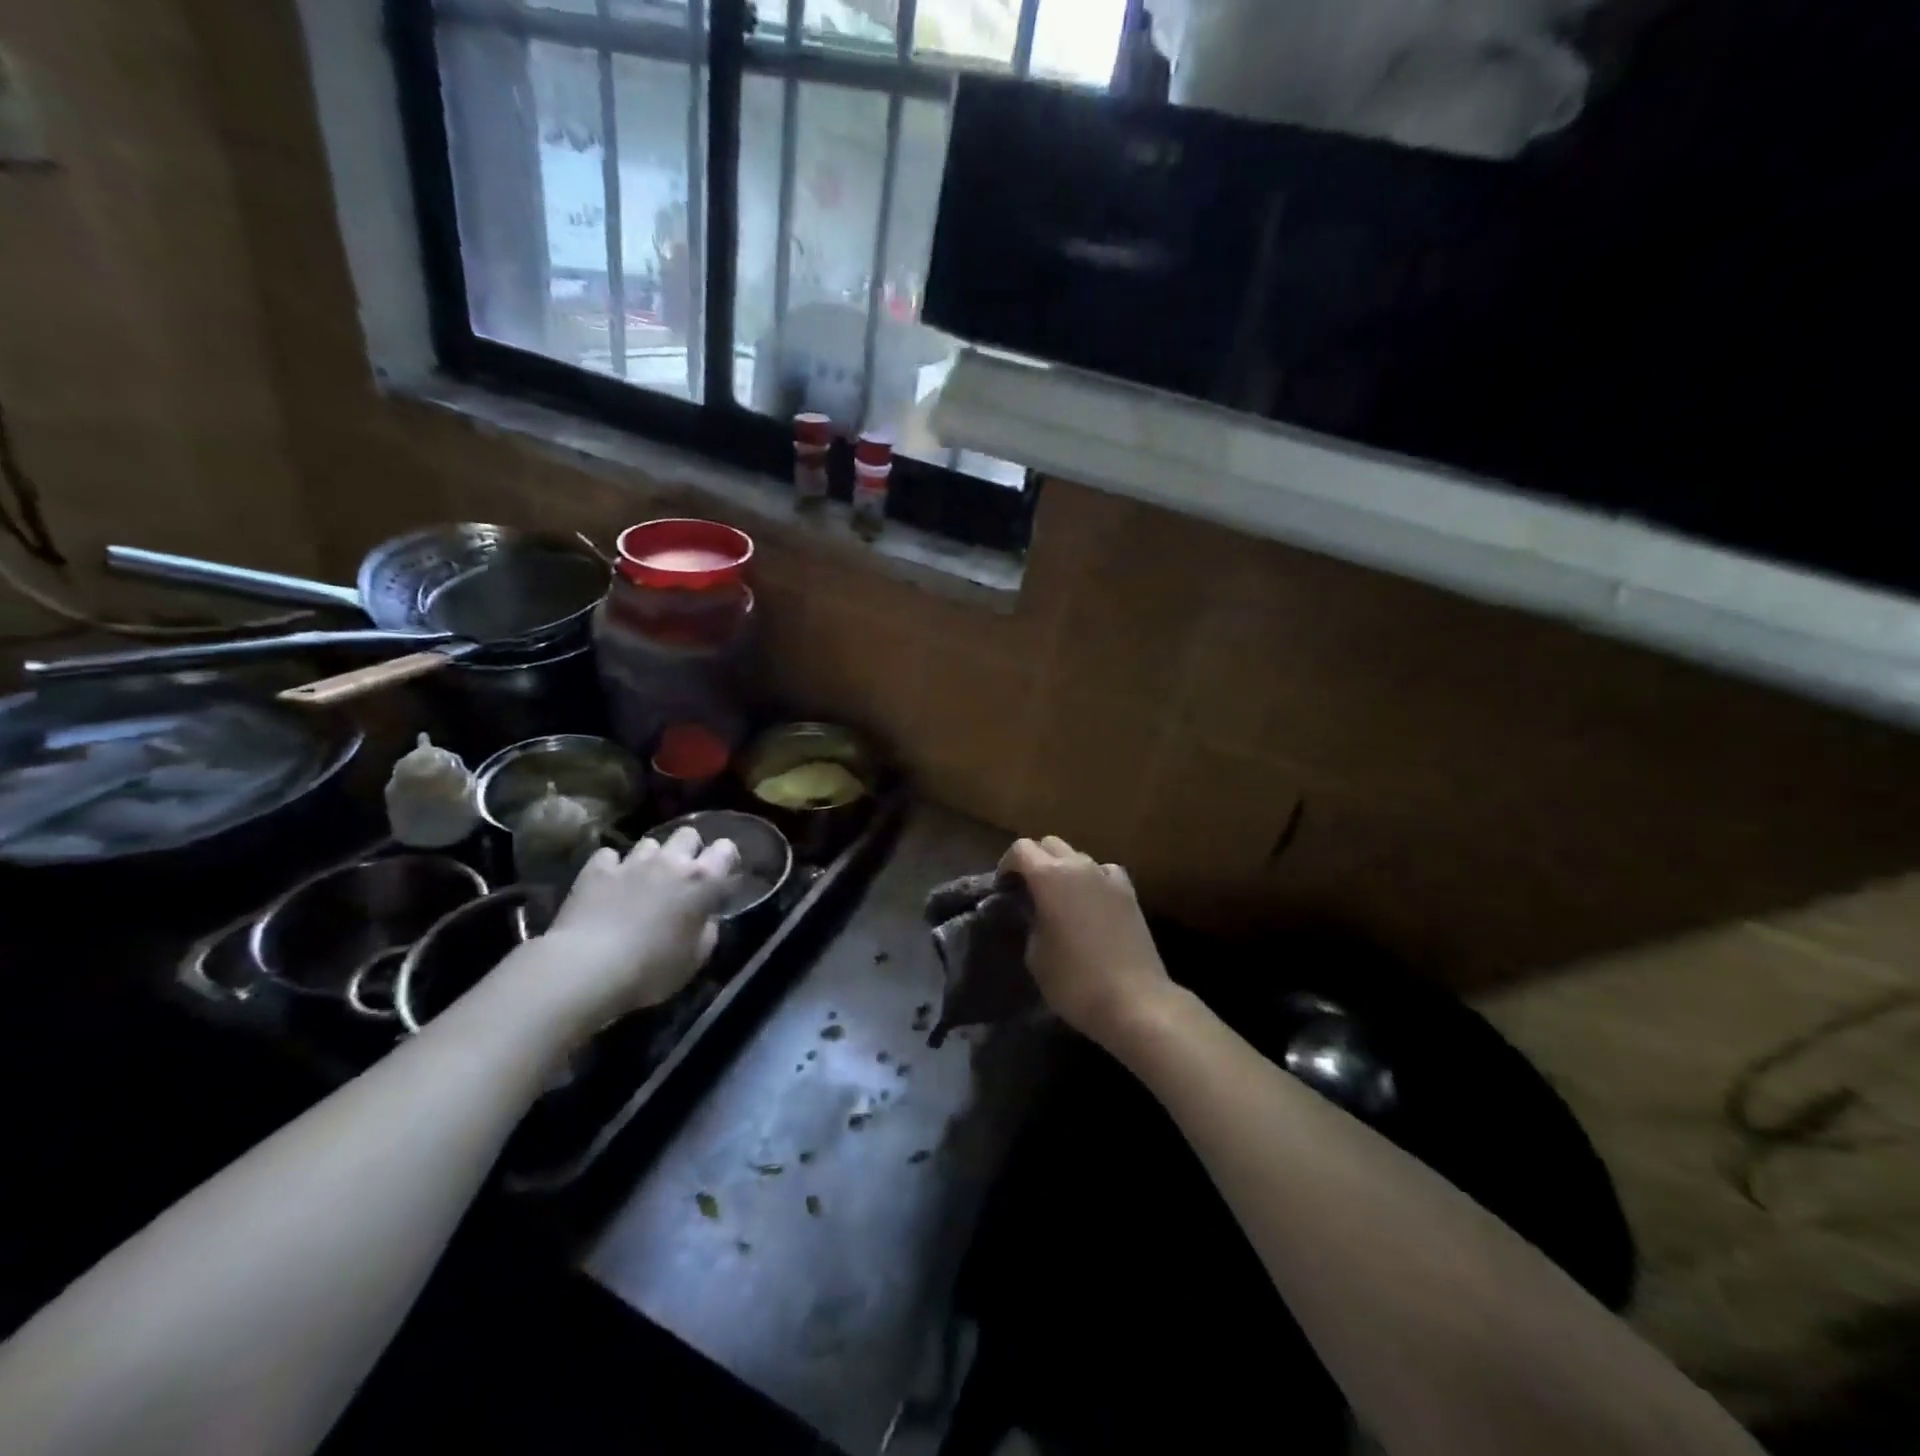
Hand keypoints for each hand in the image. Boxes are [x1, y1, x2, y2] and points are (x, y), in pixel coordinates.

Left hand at [536, 826, 739, 1024]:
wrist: (588, 969)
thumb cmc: (652, 970)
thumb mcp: (696, 958)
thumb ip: (707, 929)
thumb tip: (706, 916)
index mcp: (702, 881)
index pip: (725, 849)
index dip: (726, 859)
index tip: (721, 875)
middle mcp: (670, 862)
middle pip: (687, 834)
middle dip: (688, 850)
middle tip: (682, 876)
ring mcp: (631, 862)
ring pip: (649, 842)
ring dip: (651, 858)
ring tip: (643, 880)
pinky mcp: (596, 870)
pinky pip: (609, 855)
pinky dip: (612, 866)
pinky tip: (609, 884)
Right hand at [1001, 836, 1171, 1048]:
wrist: (1134, 1001)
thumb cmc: (1074, 981)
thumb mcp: (1035, 954)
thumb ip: (1030, 921)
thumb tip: (1034, 911)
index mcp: (1049, 877)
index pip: (1020, 849)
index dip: (1007, 865)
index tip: (1003, 889)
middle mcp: (1079, 867)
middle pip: (1050, 845)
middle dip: (1034, 861)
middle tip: (1027, 890)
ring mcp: (1108, 877)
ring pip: (1078, 857)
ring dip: (1064, 869)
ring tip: (1059, 898)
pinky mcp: (1130, 893)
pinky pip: (1104, 872)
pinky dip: (1092, 879)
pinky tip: (1090, 902)